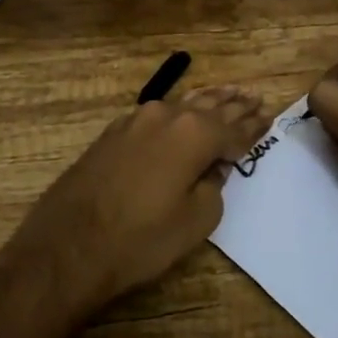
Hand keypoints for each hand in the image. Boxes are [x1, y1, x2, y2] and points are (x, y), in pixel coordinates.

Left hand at [11, 86, 270, 313]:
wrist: (68, 245)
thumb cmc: (140, 239)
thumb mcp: (194, 221)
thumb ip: (213, 186)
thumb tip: (212, 168)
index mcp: (194, 134)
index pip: (233, 128)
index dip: (253, 126)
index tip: (269, 115)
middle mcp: (167, 116)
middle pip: (209, 107)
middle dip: (233, 104)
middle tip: (254, 96)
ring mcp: (136, 120)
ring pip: (182, 103)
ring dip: (207, 100)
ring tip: (228, 92)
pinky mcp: (114, 132)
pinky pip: (157, 113)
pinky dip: (178, 110)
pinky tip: (183, 109)